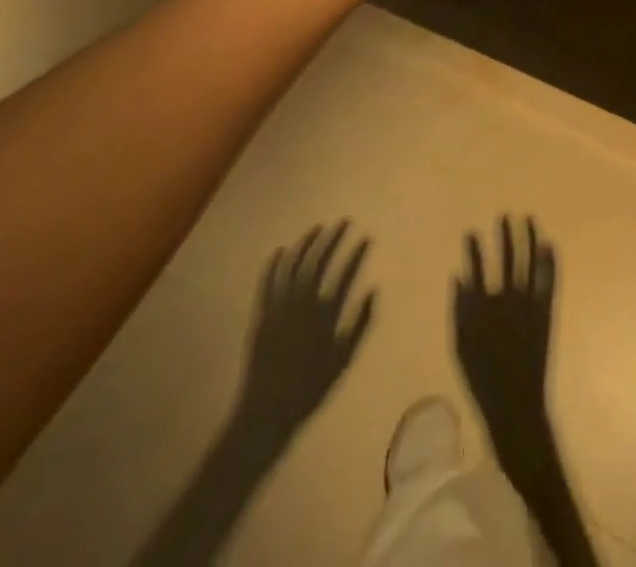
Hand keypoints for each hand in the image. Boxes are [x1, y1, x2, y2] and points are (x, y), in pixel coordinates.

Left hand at [230, 222, 374, 454]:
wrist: (266, 412)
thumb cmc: (310, 388)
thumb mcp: (343, 359)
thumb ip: (360, 324)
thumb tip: (373, 290)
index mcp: (325, 314)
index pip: (345, 274)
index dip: (357, 254)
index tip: (366, 237)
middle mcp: (303, 304)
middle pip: (319, 262)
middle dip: (332, 239)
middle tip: (343, 222)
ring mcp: (280, 308)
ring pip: (293, 267)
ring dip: (305, 244)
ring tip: (316, 228)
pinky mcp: (262, 316)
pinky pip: (267, 284)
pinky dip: (273, 265)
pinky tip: (280, 251)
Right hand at [453, 216, 556, 459]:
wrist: (515, 404)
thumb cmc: (482, 379)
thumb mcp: (460, 347)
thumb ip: (459, 310)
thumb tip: (458, 277)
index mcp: (483, 307)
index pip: (476, 269)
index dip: (473, 249)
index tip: (471, 231)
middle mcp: (507, 299)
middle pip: (507, 258)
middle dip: (506, 235)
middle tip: (504, 215)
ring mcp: (529, 303)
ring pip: (530, 261)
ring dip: (529, 238)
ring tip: (528, 218)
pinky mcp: (546, 311)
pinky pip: (549, 280)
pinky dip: (550, 261)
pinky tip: (549, 243)